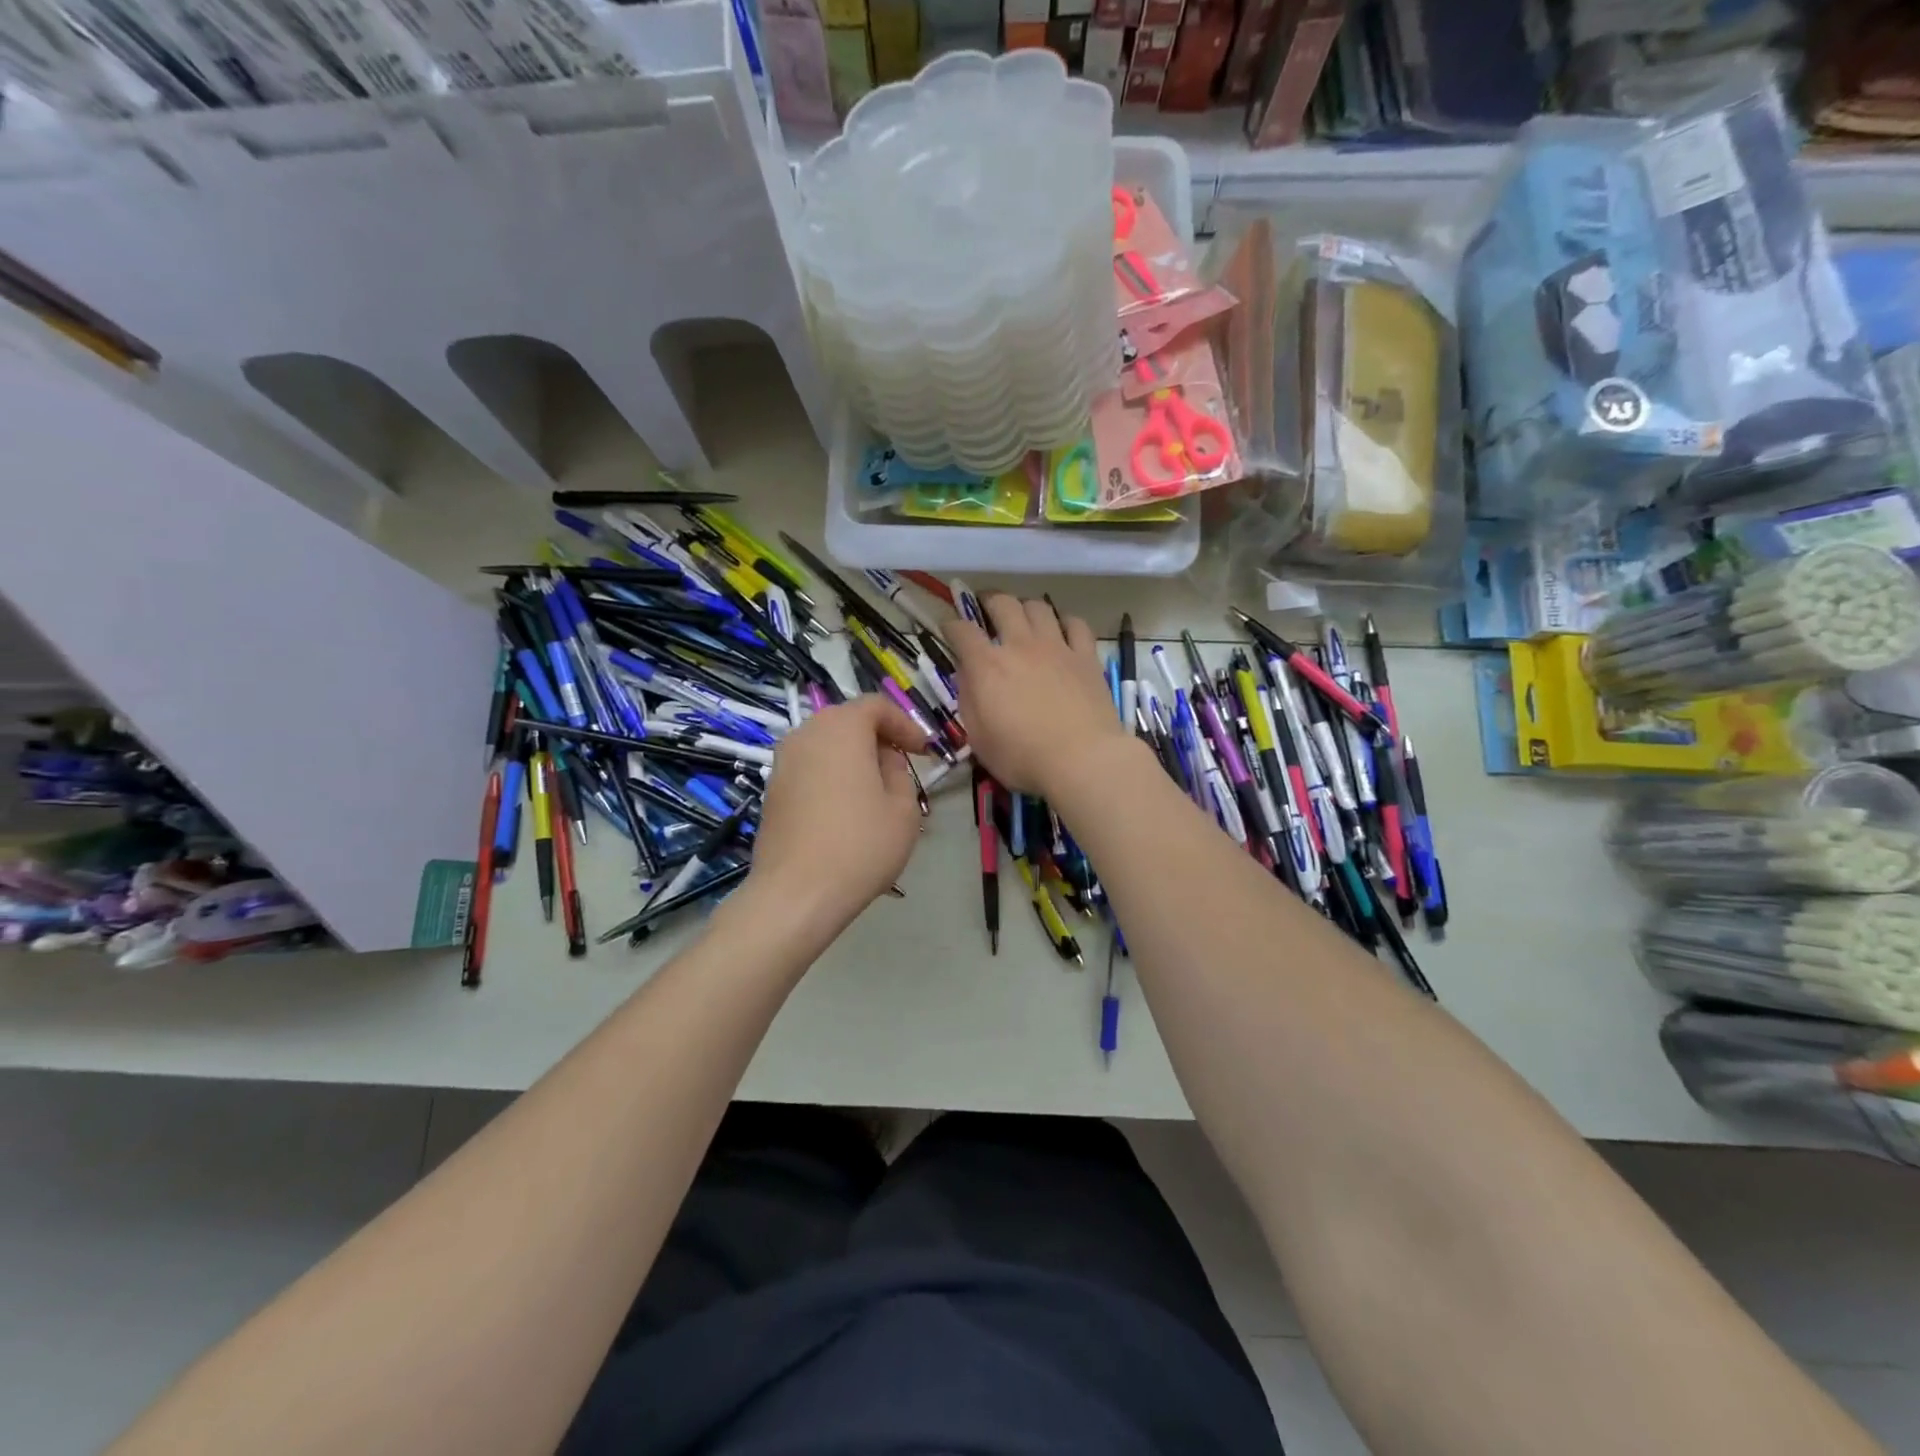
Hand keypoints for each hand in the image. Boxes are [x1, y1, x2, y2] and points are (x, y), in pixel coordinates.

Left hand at [746, 695, 928, 932]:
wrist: (797, 893)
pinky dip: (832, 775)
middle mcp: (806, 734)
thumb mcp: (903, 808)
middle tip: (901, 764)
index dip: (904, 724)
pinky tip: (846, 809)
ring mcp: (783, 762)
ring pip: (826, 745)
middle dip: (877, 737)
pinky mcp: (772, 790)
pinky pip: (810, 768)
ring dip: (853, 757)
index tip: (923, 751)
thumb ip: (899, 772)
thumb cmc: (860, 845)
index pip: (876, 706)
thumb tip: (884, 760)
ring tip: (875, 788)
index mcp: (841, 728)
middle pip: (847, 721)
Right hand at [943, 595, 1129, 796]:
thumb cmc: (1022, 757)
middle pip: (1002, 604)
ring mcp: (1057, 647)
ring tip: (1023, 617)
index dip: (951, 625)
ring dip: (1025, 608)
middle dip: (988, 601)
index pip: (962, 631)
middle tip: (985, 608)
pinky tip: (1062, 631)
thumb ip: (969, 700)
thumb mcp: (979, 738)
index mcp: (987, 666)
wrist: (1082, 760)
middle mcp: (1020, 646)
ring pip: (1039, 607)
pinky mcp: (1086, 657)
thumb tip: (967, 675)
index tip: (948, 628)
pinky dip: (1065, 622)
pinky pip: (1076, 624)